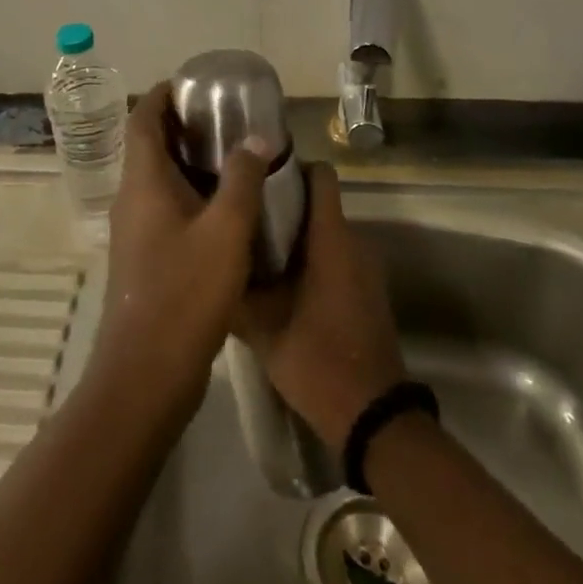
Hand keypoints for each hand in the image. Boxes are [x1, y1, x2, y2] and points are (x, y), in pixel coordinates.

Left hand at [88, 82, 273, 415]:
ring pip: (158, 179)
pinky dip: (190, 193)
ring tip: (231, 155)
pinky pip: (165, 207)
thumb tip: (257, 139)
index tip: (193, 84)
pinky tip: (225, 208)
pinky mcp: (145, 258)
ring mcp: (135, 231)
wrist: (146, 373)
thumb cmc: (185, 293)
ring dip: (187, 161)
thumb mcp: (226, 231)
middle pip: (148, 146)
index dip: (163, 95)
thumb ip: (242, 180)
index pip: (143, 119)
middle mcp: (132, 199)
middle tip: (223, 117)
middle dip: (181, 125)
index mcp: (143, 182)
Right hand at [234, 163, 404, 452]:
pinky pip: (335, 256)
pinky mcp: (365, 291)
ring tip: (252, 245)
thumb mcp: (264, 327)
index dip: (291, 165)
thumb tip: (209, 260)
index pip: (321, 174)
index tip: (258, 173)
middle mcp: (354, 242)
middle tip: (242, 212)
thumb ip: (236, 289)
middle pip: (318, 202)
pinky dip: (309, 258)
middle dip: (282, 202)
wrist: (373, 417)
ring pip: (325, 231)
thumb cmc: (318, 360)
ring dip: (294, 233)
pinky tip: (278, 281)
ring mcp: (364, 268)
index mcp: (332, 238)